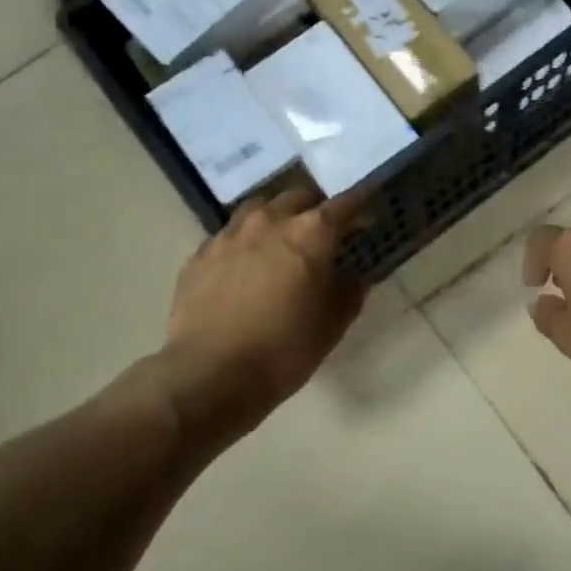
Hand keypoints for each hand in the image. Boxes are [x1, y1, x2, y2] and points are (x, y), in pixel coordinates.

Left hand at [162, 187, 367, 438]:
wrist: (210, 374)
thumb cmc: (283, 350)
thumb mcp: (331, 326)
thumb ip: (349, 292)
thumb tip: (352, 277)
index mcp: (310, 233)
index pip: (345, 205)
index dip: (362, 205)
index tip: (370, 212)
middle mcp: (269, 221)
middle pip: (298, 197)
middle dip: (316, 208)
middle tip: (324, 231)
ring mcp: (229, 235)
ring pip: (259, 208)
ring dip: (277, 217)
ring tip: (281, 241)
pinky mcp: (200, 255)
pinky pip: (229, 236)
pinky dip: (245, 243)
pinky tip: (244, 266)